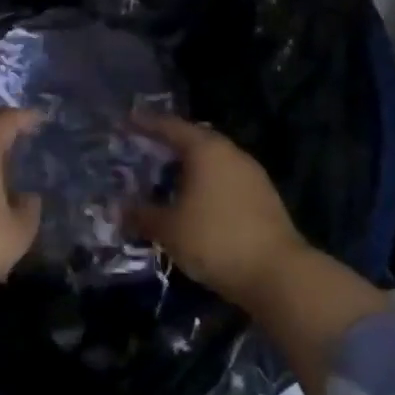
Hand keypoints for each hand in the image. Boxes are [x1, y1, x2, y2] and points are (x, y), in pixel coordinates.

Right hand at [128, 114, 308, 308]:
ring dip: (186, 168)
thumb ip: (141, 215)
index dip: (145, 124)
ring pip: (211, 163)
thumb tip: (117, 210)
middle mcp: (231, 154)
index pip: (170, 127)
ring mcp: (251, 176)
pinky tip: (190, 202)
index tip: (125, 120)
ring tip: (162, 178)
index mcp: (206, 150)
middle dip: (167, 145)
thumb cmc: (214, 239)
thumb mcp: (169, 229)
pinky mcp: (262, 199)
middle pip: (194, 141)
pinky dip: (203, 185)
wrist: (276, 273)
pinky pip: (223, 181)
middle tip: (141, 149)